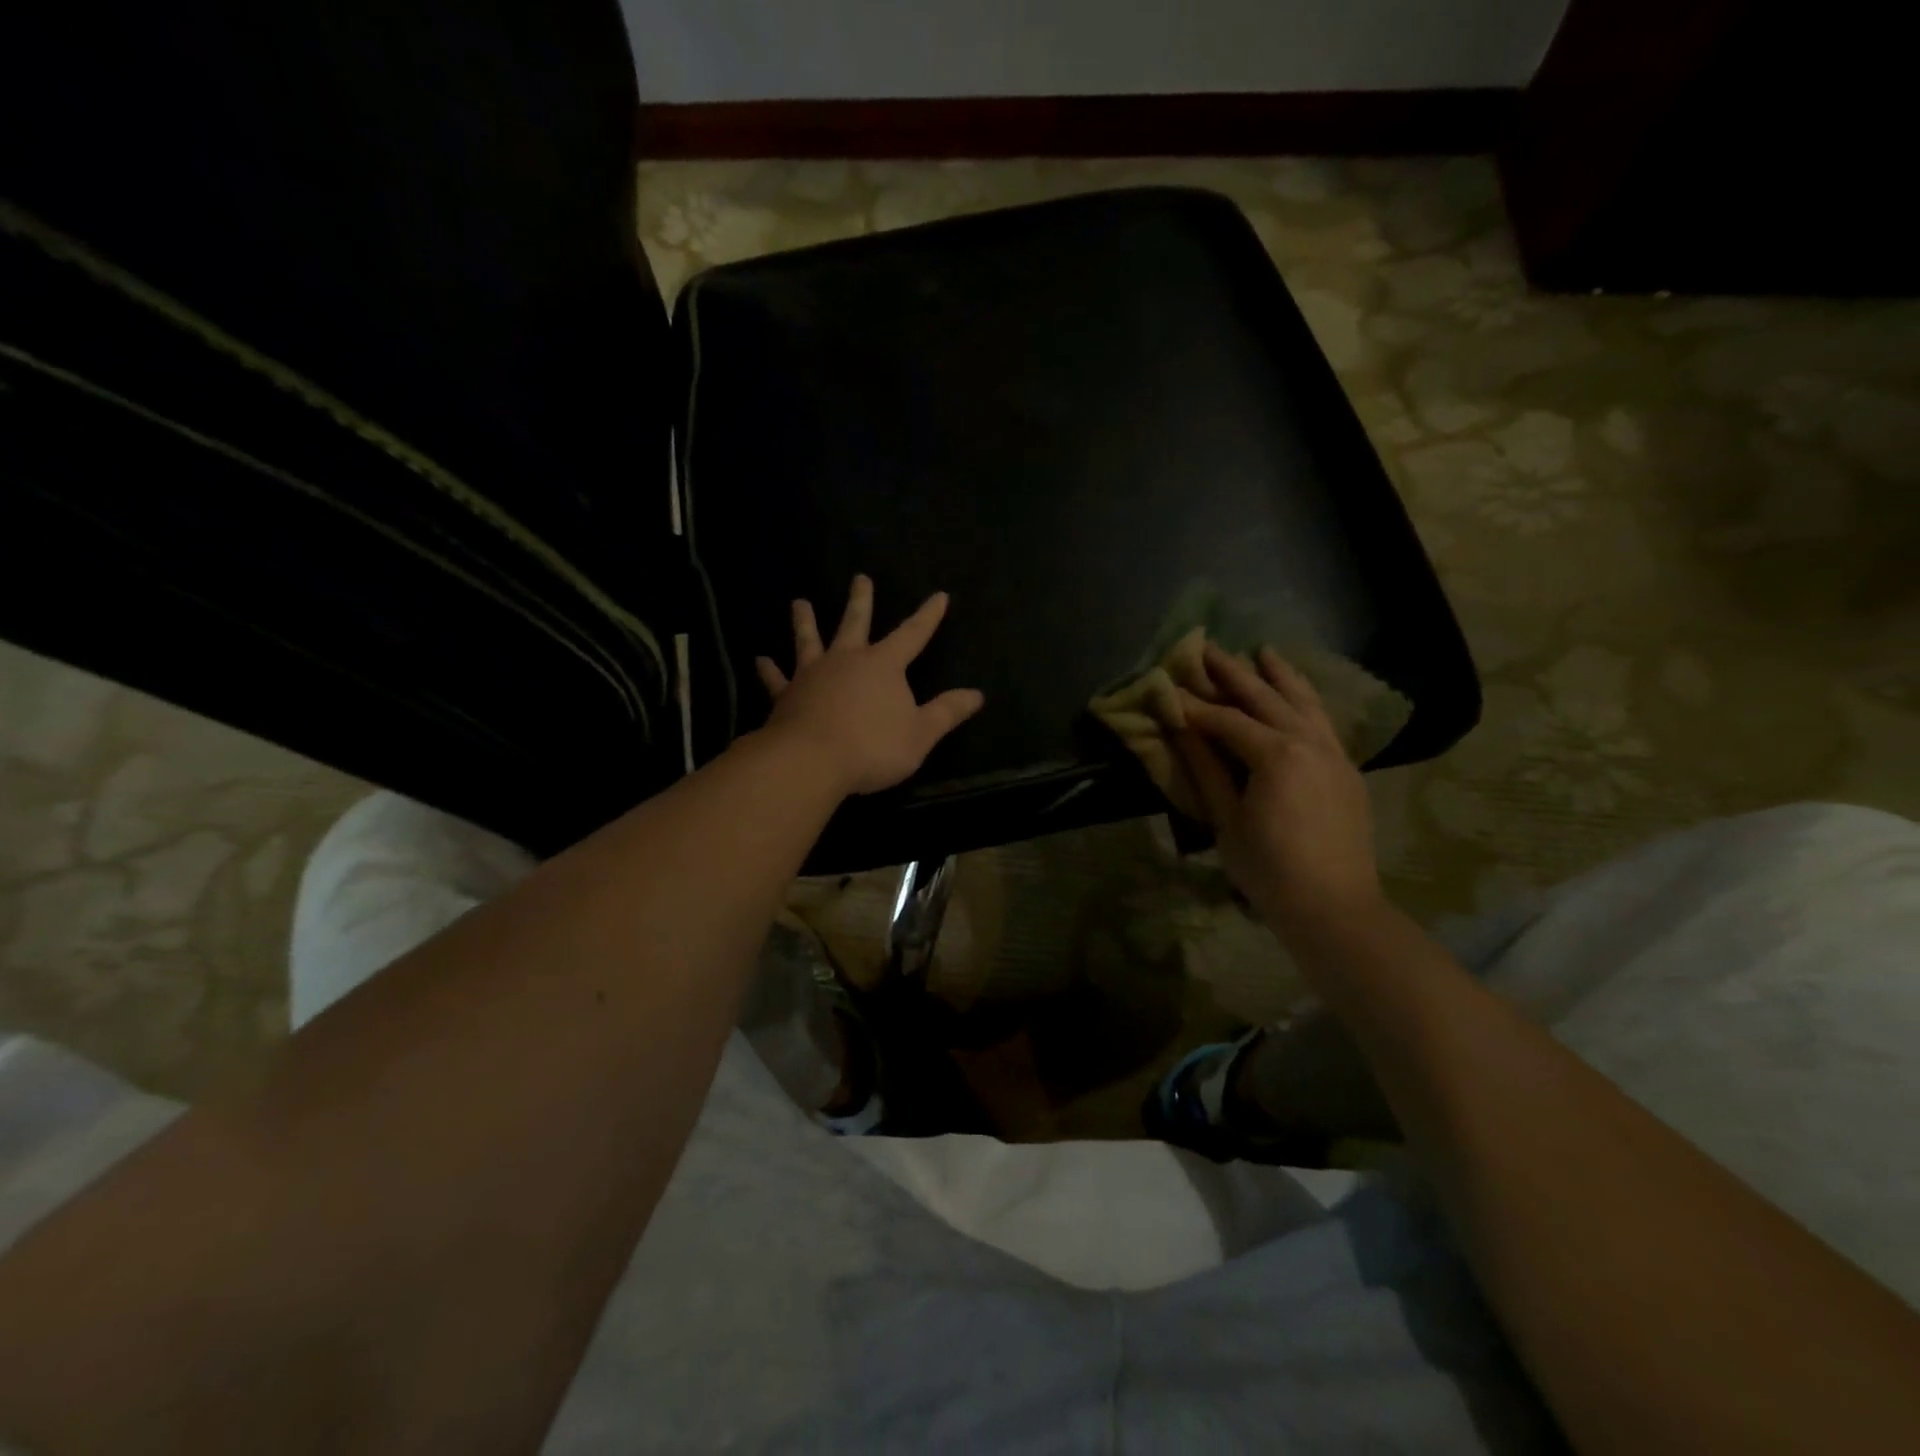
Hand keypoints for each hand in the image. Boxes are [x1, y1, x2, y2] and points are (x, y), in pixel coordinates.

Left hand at [755, 575, 984, 796]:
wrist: (811, 761)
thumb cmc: (873, 747)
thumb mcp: (921, 734)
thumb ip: (947, 712)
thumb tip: (977, 694)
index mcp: (883, 665)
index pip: (913, 634)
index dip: (928, 616)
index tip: (939, 596)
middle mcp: (847, 660)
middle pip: (855, 623)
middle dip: (861, 600)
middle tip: (859, 577)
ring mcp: (812, 675)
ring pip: (809, 640)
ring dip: (805, 621)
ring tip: (799, 602)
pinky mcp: (786, 696)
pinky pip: (776, 679)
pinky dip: (769, 670)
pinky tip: (760, 659)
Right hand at [1174, 643, 1382, 936]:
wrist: (1334, 907)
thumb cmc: (1269, 869)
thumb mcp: (1227, 820)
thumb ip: (1206, 769)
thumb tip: (1181, 729)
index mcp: (1277, 755)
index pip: (1227, 720)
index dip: (1195, 705)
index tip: (1169, 688)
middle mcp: (1309, 742)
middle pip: (1267, 698)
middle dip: (1235, 672)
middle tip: (1209, 648)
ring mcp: (1334, 753)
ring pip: (1305, 702)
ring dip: (1281, 675)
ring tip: (1263, 651)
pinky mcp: (1347, 768)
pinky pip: (1324, 721)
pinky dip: (1307, 700)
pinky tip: (1297, 694)